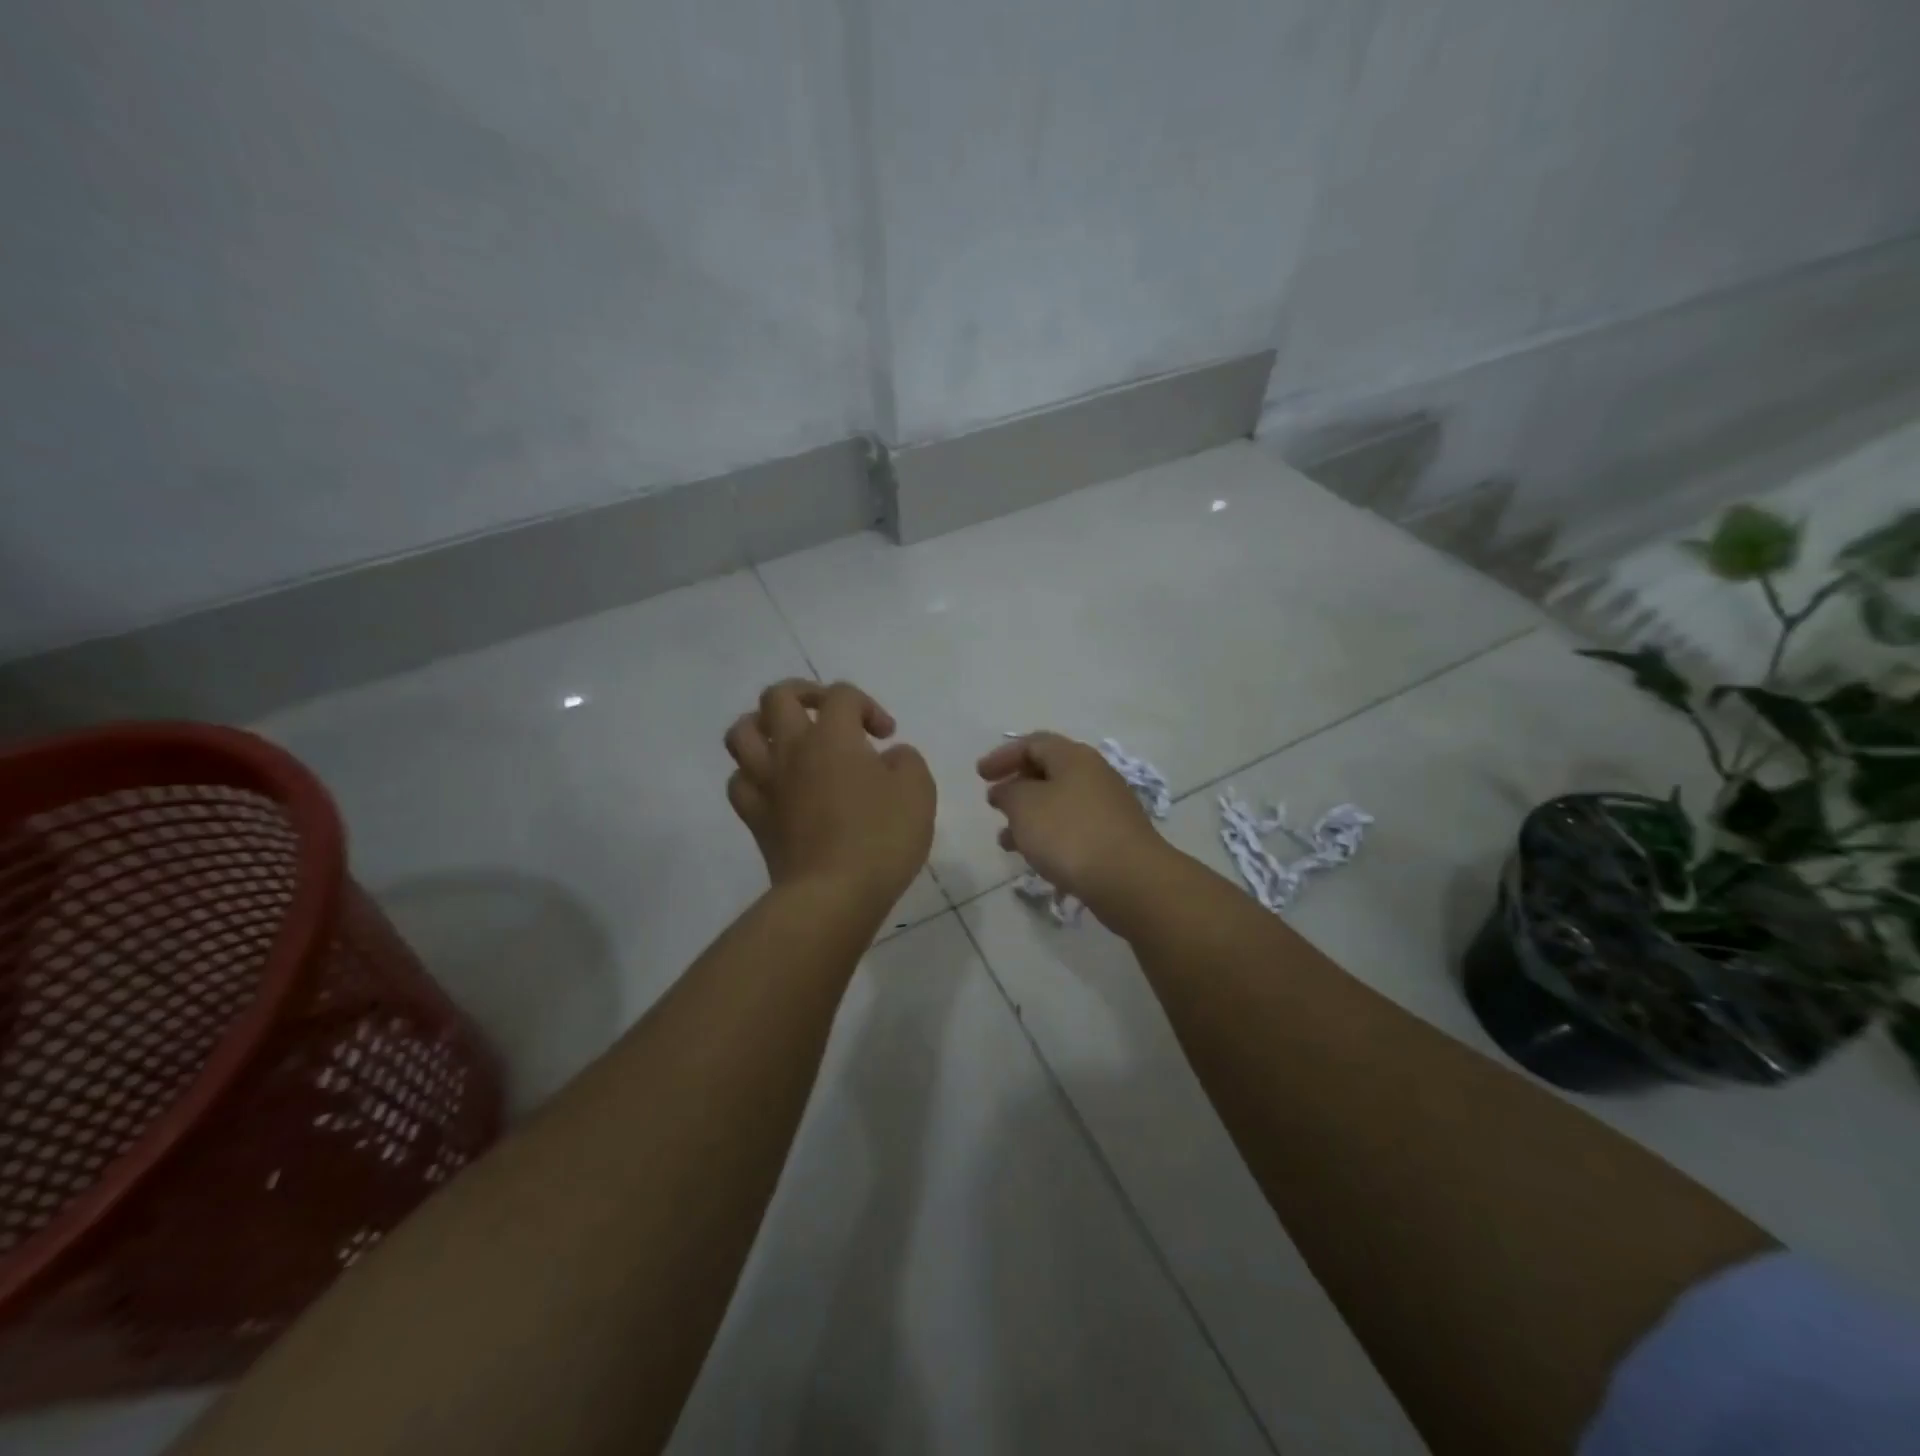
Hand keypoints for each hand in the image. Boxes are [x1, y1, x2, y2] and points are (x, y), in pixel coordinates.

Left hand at [724, 680, 934, 909]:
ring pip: (741, 733)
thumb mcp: (918, 792)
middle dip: (805, 694)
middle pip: (777, 697)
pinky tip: (774, 784)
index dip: (867, 705)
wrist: (833, 894)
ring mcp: (767, 783)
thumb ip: (907, 761)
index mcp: (833, 736)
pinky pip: (739, 781)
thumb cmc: (881, 838)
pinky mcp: (755, 817)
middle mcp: (792, 750)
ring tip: (787, 739)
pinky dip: (753, 774)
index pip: (841, 695)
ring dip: (763, 726)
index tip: (887, 736)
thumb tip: (891, 756)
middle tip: (829, 715)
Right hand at [977, 732, 1171, 920]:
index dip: (1003, 756)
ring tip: (1005, 840)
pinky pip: (1072, 828)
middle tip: (995, 803)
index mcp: (1074, 757)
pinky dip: (1048, 836)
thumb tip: (1006, 790)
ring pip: (1058, 803)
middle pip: (1048, 771)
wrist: (1129, 880)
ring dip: (1029, 816)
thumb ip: (1008, 792)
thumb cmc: (1070, 834)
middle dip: (1017, 786)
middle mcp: (1094, 775)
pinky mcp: (1113, 838)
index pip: (1033, 743)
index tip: (980, 776)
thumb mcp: (1024, 806)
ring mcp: (1107, 807)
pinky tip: (1035, 858)